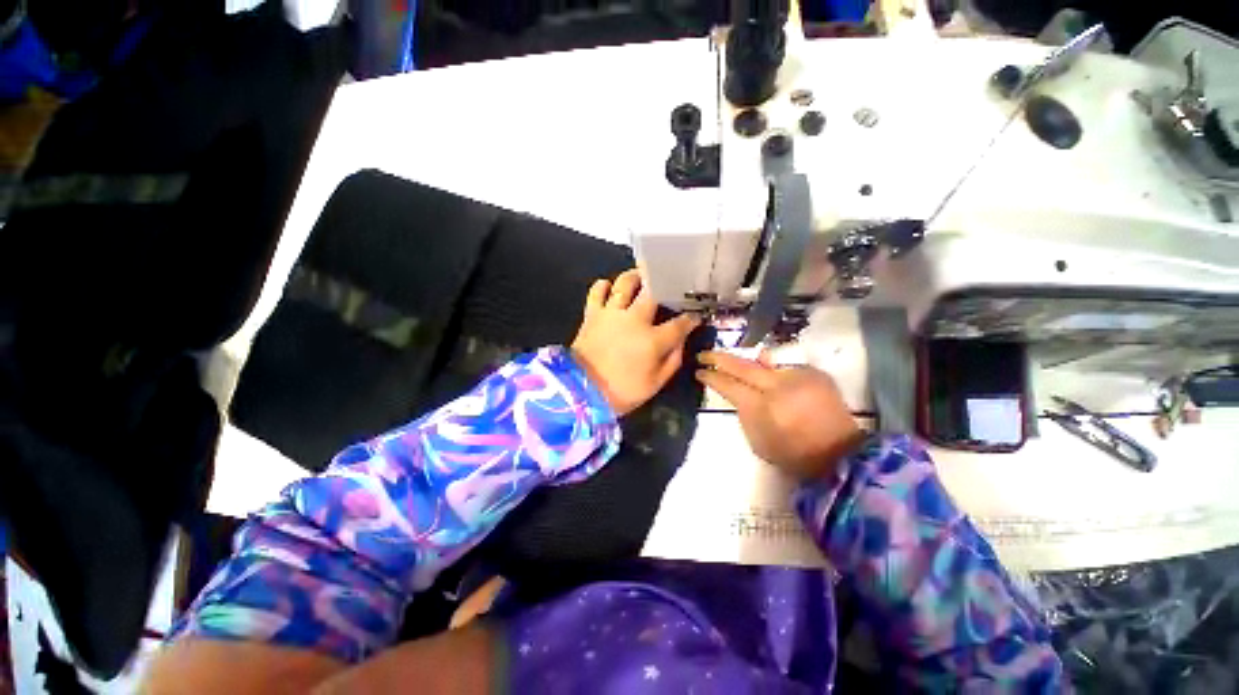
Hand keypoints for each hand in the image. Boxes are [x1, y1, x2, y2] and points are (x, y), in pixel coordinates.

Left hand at [571, 269, 699, 416]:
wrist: (582, 392)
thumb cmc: (622, 391)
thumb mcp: (655, 383)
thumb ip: (673, 360)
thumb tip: (681, 341)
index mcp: (653, 339)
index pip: (679, 323)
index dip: (690, 318)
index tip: (695, 315)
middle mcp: (634, 319)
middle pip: (653, 292)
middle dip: (665, 285)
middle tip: (669, 285)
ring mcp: (611, 313)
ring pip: (625, 283)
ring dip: (636, 277)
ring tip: (642, 278)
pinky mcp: (592, 313)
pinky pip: (597, 290)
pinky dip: (604, 285)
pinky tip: (610, 288)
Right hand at [696, 351, 863, 479]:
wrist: (839, 453)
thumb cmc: (792, 454)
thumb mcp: (758, 441)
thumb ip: (743, 413)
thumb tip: (737, 392)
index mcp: (761, 406)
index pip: (728, 384)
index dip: (711, 376)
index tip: (699, 371)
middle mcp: (777, 385)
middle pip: (742, 365)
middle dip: (719, 357)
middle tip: (705, 354)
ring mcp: (797, 376)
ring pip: (764, 363)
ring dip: (750, 367)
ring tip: (743, 371)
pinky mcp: (814, 373)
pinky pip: (785, 368)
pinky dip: (776, 375)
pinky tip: (778, 385)